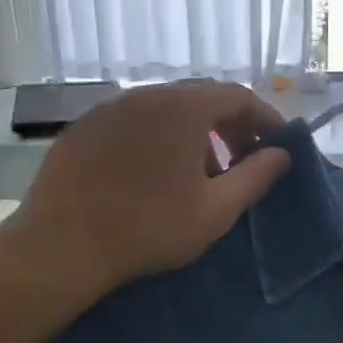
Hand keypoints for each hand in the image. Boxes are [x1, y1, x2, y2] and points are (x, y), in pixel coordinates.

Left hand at [0, 82, 290, 307]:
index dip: (265, 118)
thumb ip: (256, 177)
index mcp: (183, 107)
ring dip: (193, 134)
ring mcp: (109, 109)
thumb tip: (281, 155)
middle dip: (230, 126)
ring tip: (199, 174)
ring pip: (166, 110)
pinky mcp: (83, 129)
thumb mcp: (216, 210)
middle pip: (201, 98)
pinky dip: (157, 139)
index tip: (277, 146)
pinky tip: (153, 176)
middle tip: (242, 161)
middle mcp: (146, 95)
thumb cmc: (150, 227)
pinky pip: (134, 123)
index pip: (238, 96)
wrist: (61, 247)